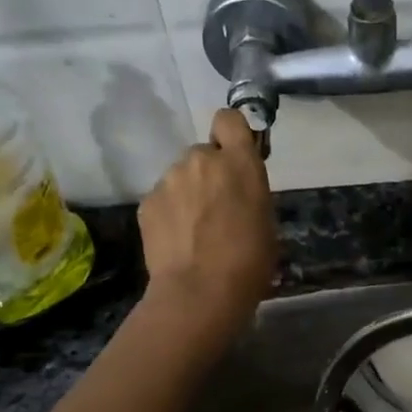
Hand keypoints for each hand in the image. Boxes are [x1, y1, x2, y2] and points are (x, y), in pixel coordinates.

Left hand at [137, 109, 276, 337]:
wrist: (200, 292)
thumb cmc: (249, 262)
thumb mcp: (265, 221)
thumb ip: (249, 193)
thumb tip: (236, 193)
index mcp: (239, 163)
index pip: (229, 119)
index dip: (231, 134)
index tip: (235, 155)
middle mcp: (202, 160)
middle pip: (204, 154)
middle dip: (208, 174)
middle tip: (216, 208)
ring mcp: (169, 179)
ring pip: (181, 177)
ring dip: (188, 194)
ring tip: (194, 231)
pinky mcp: (147, 202)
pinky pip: (162, 199)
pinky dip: (169, 214)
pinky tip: (177, 242)